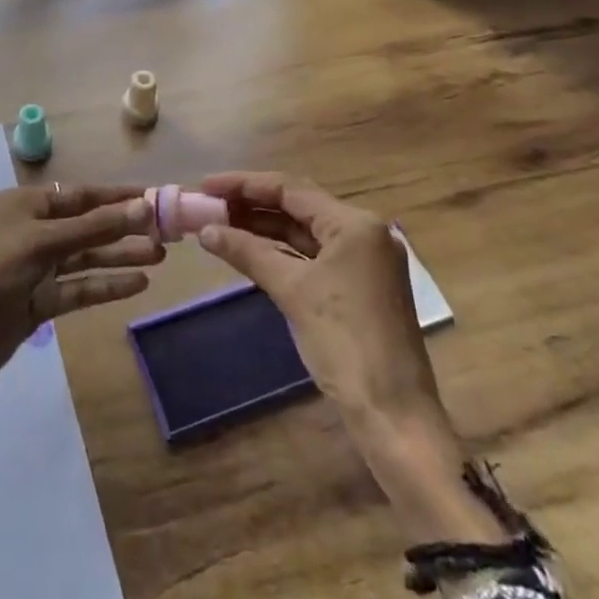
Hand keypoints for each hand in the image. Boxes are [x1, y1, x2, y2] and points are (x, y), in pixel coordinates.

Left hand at [0, 182, 160, 368]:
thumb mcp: (43, 242)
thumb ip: (94, 226)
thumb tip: (143, 205)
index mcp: (29, 205)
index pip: (82, 195)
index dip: (118, 196)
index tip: (155, 197)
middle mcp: (36, 230)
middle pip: (89, 225)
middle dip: (125, 227)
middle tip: (166, 230)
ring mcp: (40, 267)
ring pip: (89, 256)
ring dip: (121, 255)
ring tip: (161, 255)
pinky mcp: (43, 299)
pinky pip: (82, 286)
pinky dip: (108, 284)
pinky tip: (139, 283)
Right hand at [197, 172, 505, 545]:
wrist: (393, 414)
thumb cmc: (345, 343)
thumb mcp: (292, 291)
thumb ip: (247, 252)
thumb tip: (205, 231)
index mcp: (355, 224)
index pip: (290, 188)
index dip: (244, 184)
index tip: (205, 185)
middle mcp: (363, 232)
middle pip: (297, 205)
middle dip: (251, 204)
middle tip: (208, 205)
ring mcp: (363, 260)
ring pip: (303, 231)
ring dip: (263, 227)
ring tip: (219, 224)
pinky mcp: (358, 285)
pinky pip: (312, 255)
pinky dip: (280, 251)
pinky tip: (249, 251)